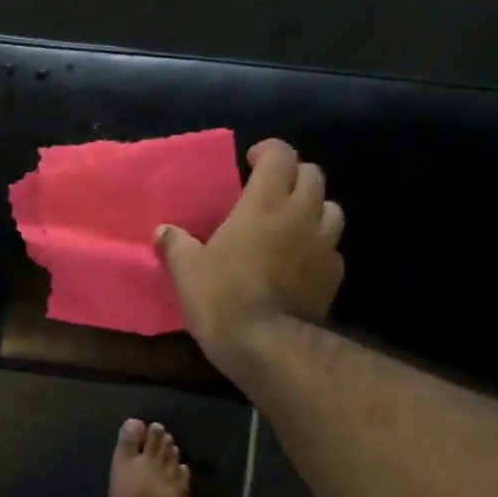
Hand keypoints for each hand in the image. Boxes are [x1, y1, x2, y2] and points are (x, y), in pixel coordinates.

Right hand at [155, 139, 344, 382]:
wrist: (267, 345)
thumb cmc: (222, 297)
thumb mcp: (187, 270)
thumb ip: (177, 245)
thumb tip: (163, 231)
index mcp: (264, 203)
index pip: (280, 155)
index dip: (268, 151)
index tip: (251, 160)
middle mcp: (301, 215)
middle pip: (313, 175)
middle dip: (293, 176)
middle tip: (271, 190)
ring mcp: (324, 246)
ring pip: (331, 209)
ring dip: (313, 208)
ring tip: (291, 223)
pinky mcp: (334, 276)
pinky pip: (332, 248)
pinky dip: (318, 246)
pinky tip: (300, 262)